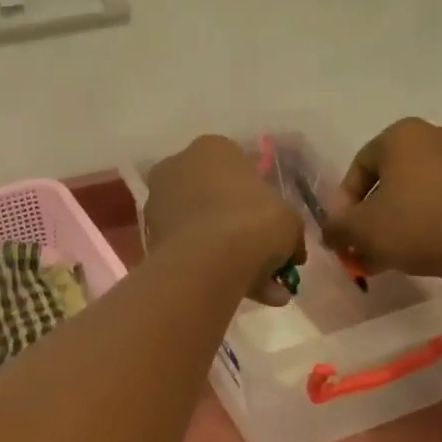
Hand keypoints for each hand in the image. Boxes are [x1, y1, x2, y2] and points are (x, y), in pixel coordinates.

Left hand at [145, 136, 305, 305]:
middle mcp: (179, 166)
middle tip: (268, 260)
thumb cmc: (254, 222)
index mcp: (213, 148)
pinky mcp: (151, 237)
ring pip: (204, 229)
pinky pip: (192, 251)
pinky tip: (243, 294)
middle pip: (218, 199)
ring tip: (263, 290)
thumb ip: (289, 229)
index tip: (274, 225)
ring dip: (232, 255)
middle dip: (244, 231)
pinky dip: (214, 269)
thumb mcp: (290, 220)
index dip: (261, 199)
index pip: (240, 168)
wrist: (208, 261)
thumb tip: (291, 249)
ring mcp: (159, 202)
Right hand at [323, 118, 441, 278]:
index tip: (342, 234)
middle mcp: (434, 136)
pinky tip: (410, 251)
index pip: (358, 168)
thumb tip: (331, 233)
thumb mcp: (359, 229)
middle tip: (359, 246)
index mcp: (401, 134)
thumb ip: (336, 227)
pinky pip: (437, 200)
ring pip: (411, 193)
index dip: (344, 205)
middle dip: (369, 216)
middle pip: (386, 181)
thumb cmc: (413, 225)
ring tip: (382, 256)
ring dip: (392, 222)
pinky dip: (420, 221)